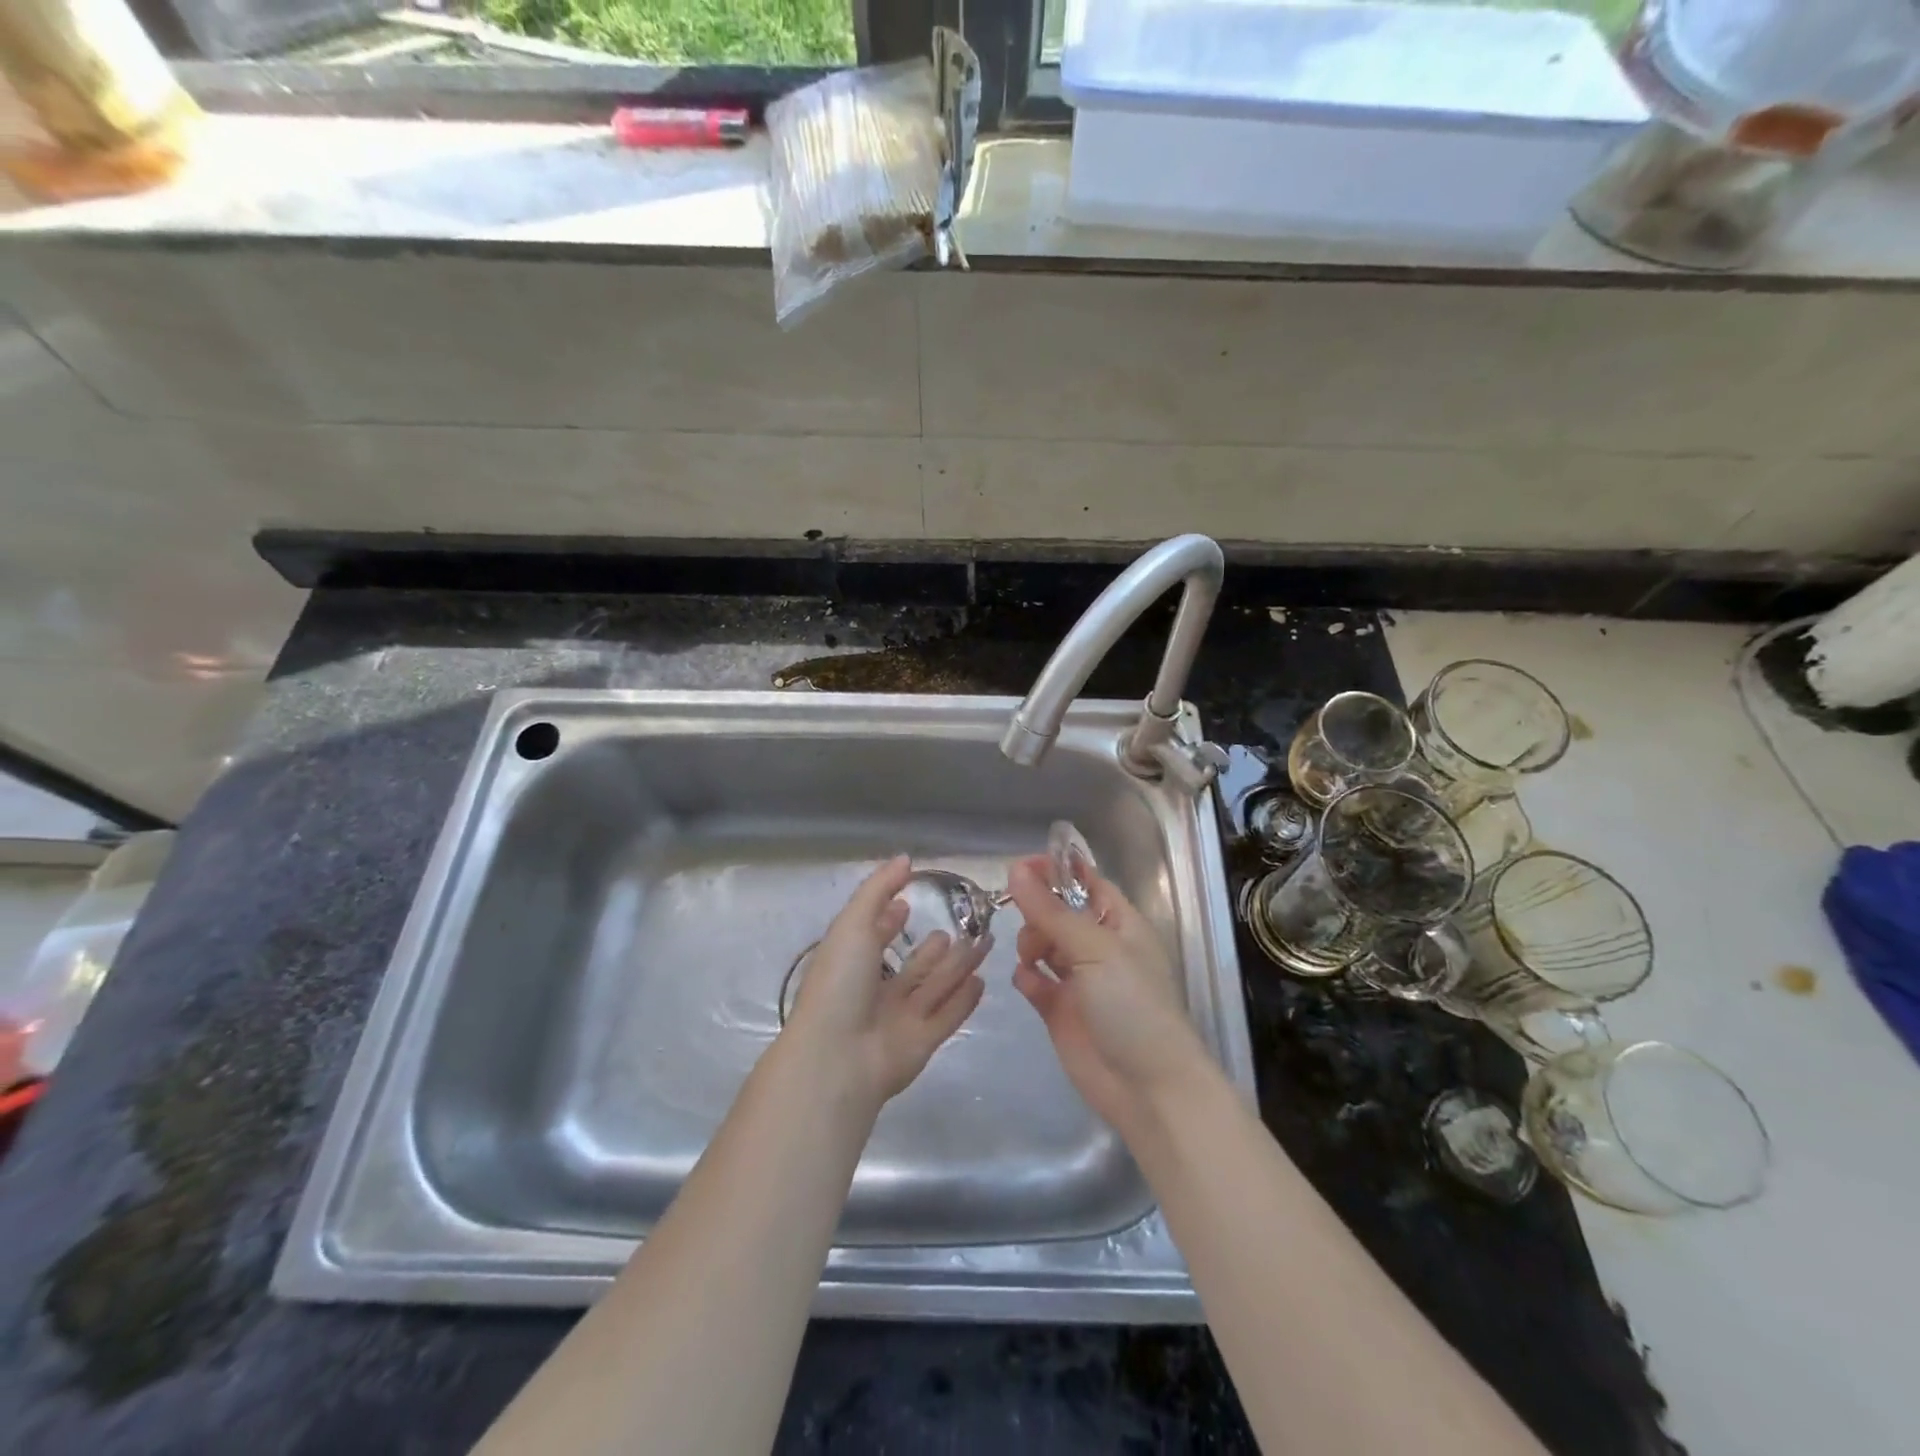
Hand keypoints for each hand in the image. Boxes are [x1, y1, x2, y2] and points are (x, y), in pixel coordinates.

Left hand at [784, 856, 988, 1106]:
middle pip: (914, 965)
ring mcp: (900, 1018)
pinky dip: (964, 999)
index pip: (874, 937)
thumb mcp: (853, 924)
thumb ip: (879, 889)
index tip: (909, 902)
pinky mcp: (923, 1042)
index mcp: (852, 964)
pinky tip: (982, 981)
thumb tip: (905, 859)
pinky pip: (948, 1015)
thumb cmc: (841, 983)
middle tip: (966, 924)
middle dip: (937, 946)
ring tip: (983, 942)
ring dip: (958, 965)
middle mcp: (876, 991)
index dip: (890, 920)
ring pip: (936, 986)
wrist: (839, 1057)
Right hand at [1008, 856, 1210, 1135]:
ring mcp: (1079, 980)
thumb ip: (1051, 911)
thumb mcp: (1094, 950)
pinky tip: (1029, 981)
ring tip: (1031, 956)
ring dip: (1031, 942)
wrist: (1148, 1088)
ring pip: (1043, 943)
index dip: (1056, 871)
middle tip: (1027, 922)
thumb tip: (1015, 870)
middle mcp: (1099, 946)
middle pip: (1058, 911)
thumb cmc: (1133, 1006)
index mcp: (1120, 923)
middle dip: (1038, 910)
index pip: (1086, 882)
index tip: (1021, 867)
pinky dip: (1028, 976)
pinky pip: (1035, 981)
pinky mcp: (1060, 1010)